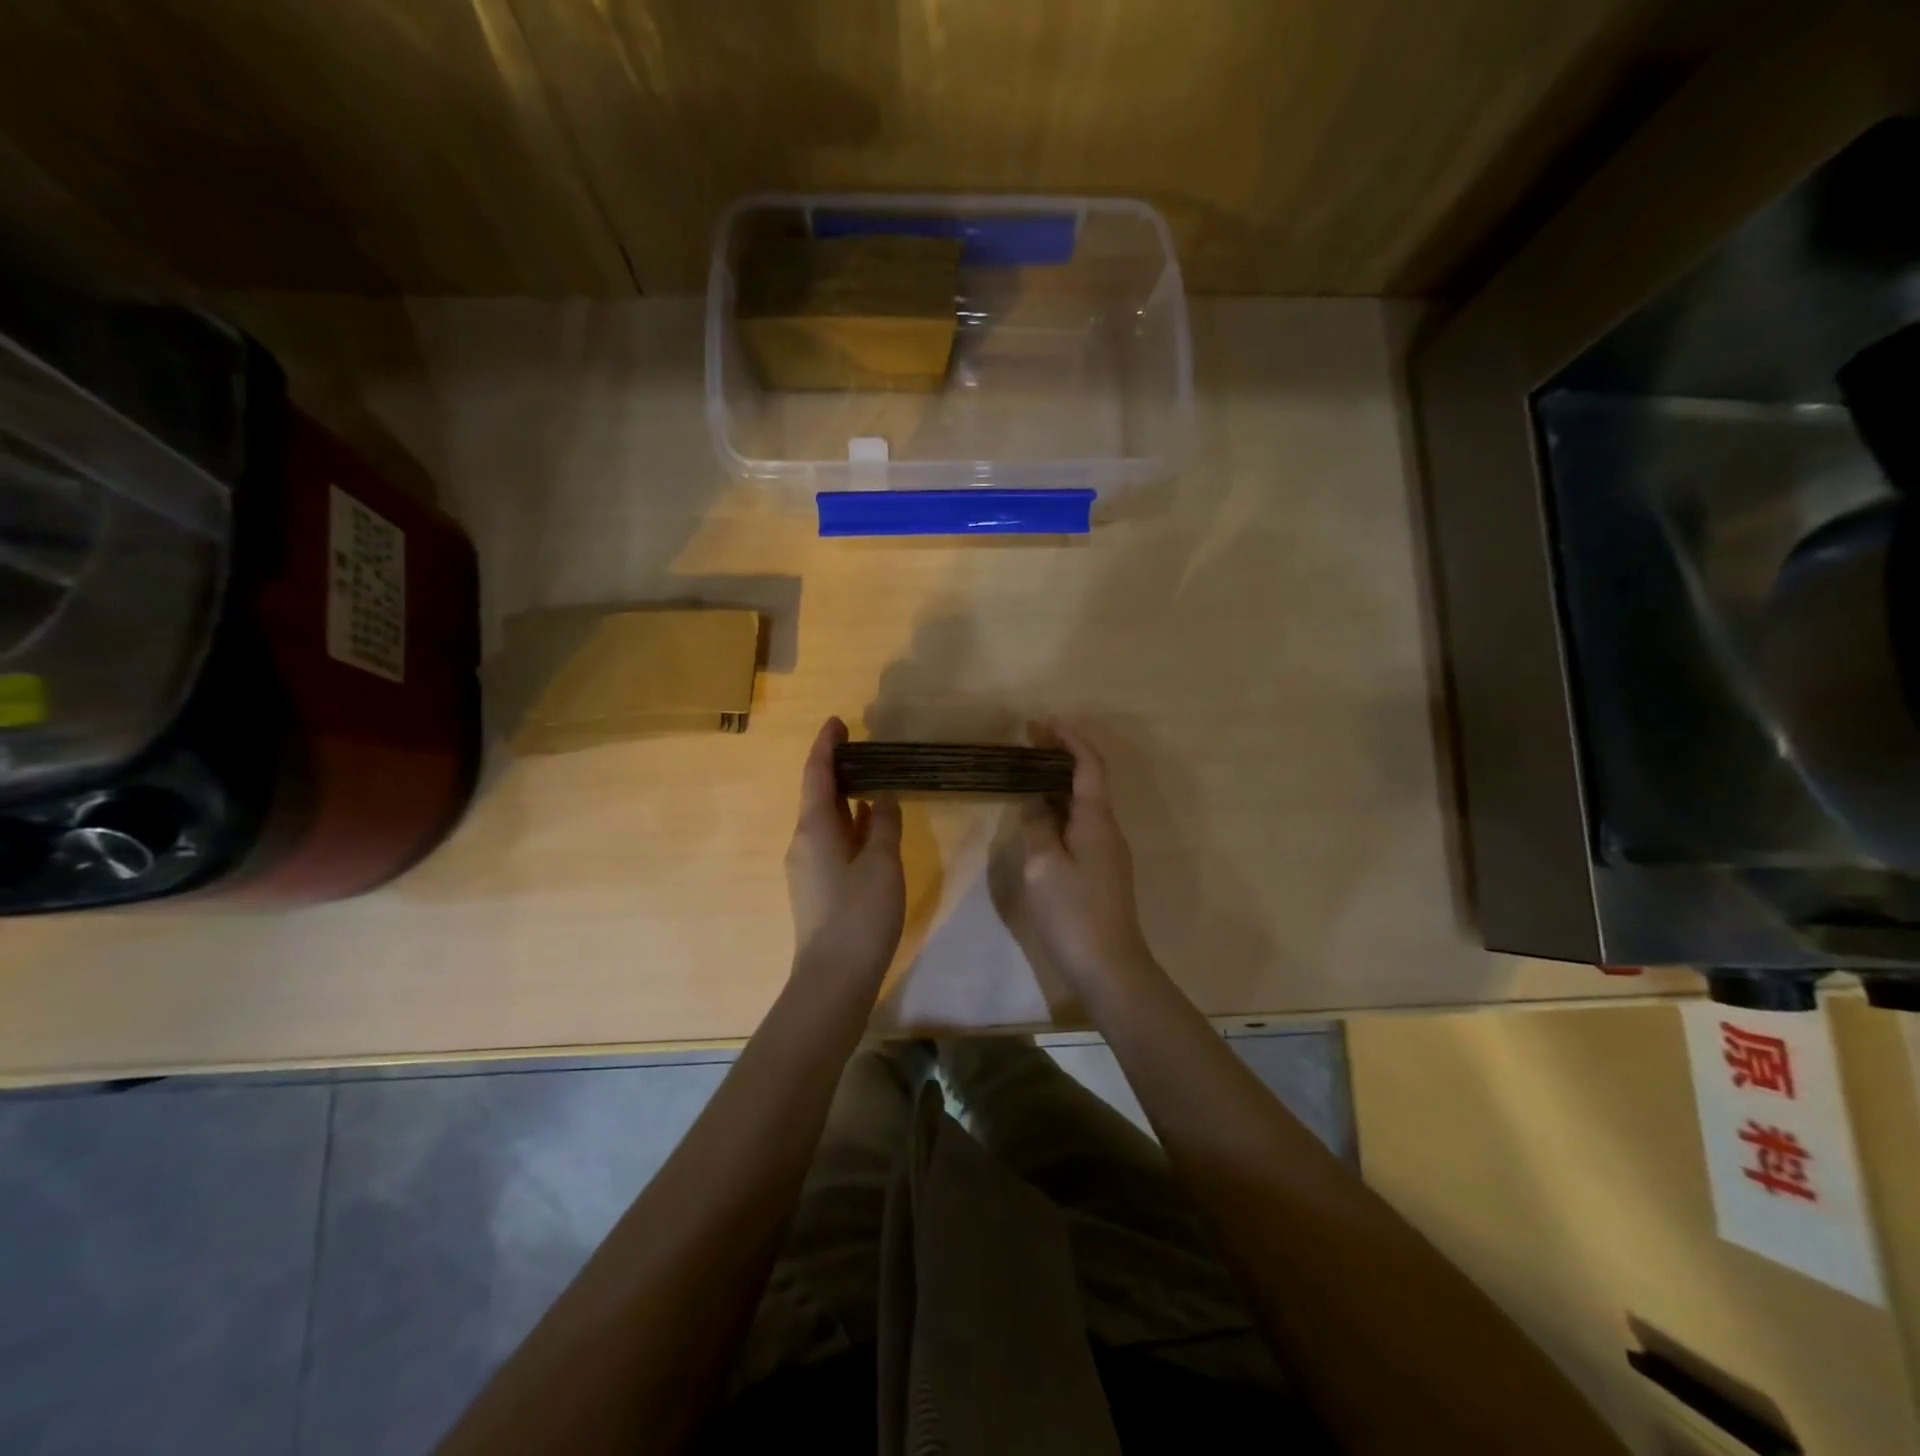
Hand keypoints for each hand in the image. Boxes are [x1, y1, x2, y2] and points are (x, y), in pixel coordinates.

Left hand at [785, 718, 904, 986]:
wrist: (834, 978)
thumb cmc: (859, 914)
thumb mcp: (881, 863)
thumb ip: (883, 824)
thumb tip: (881, 796)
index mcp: (814, 828)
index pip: (816, 774)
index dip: (826, 746)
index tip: (837, 721)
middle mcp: (804, 842)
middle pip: (818, 795)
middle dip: (837, 768)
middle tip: (863, 747)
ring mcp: (809, 867)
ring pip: (827, 820)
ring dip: (845, 796)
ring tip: (872, 778)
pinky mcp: (818, 887)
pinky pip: (833, 841)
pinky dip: (850, 824)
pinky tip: (869, 824)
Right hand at [1021, 720, 1157, 992]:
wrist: (1110, 966)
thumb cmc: (1073, 912)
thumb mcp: (1044, 866)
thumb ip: (1039, 827)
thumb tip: (1036, 800)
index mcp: (1096, 821)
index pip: (1088, 766)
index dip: (1070, 740)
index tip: (1045, 723)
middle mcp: (1108, 829)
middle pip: (1088, 781)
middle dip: (1062, 758)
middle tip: (1029, 745)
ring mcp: (1108, 852)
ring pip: (1084, 805)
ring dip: (1060, 785)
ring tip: (1029, 775)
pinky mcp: (1102, 871)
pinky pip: (1081, 826)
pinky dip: (1061, 811)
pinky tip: (1042, 819)